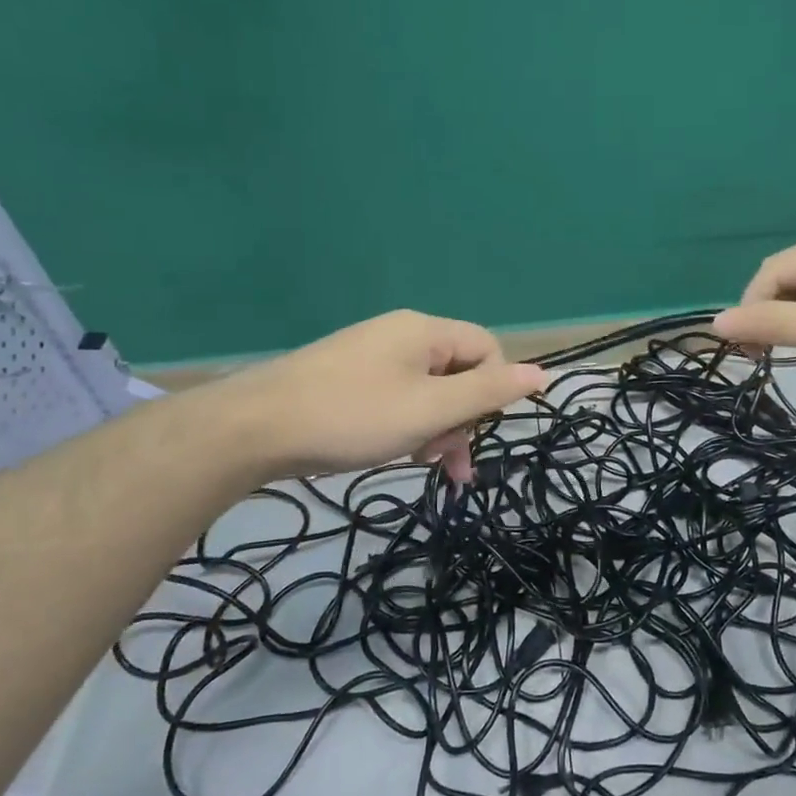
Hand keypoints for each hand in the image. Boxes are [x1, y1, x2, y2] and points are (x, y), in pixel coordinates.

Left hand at [209, 310, 545, 481]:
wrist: (252, 429)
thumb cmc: (353, 417)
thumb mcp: (431, 410)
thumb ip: (489, 392)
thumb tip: (543, 373)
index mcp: (425, 331)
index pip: (488, 349)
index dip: (493, 391)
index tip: (475, 432)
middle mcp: (401, 334)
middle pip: (458, 372)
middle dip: (461, 419)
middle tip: (447, 464)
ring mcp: (370, 355)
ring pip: (427, 390)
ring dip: (434, 428)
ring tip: (418, 464)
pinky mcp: (347, 378)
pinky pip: (396, 397)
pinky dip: (404, 425)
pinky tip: (392, 451)